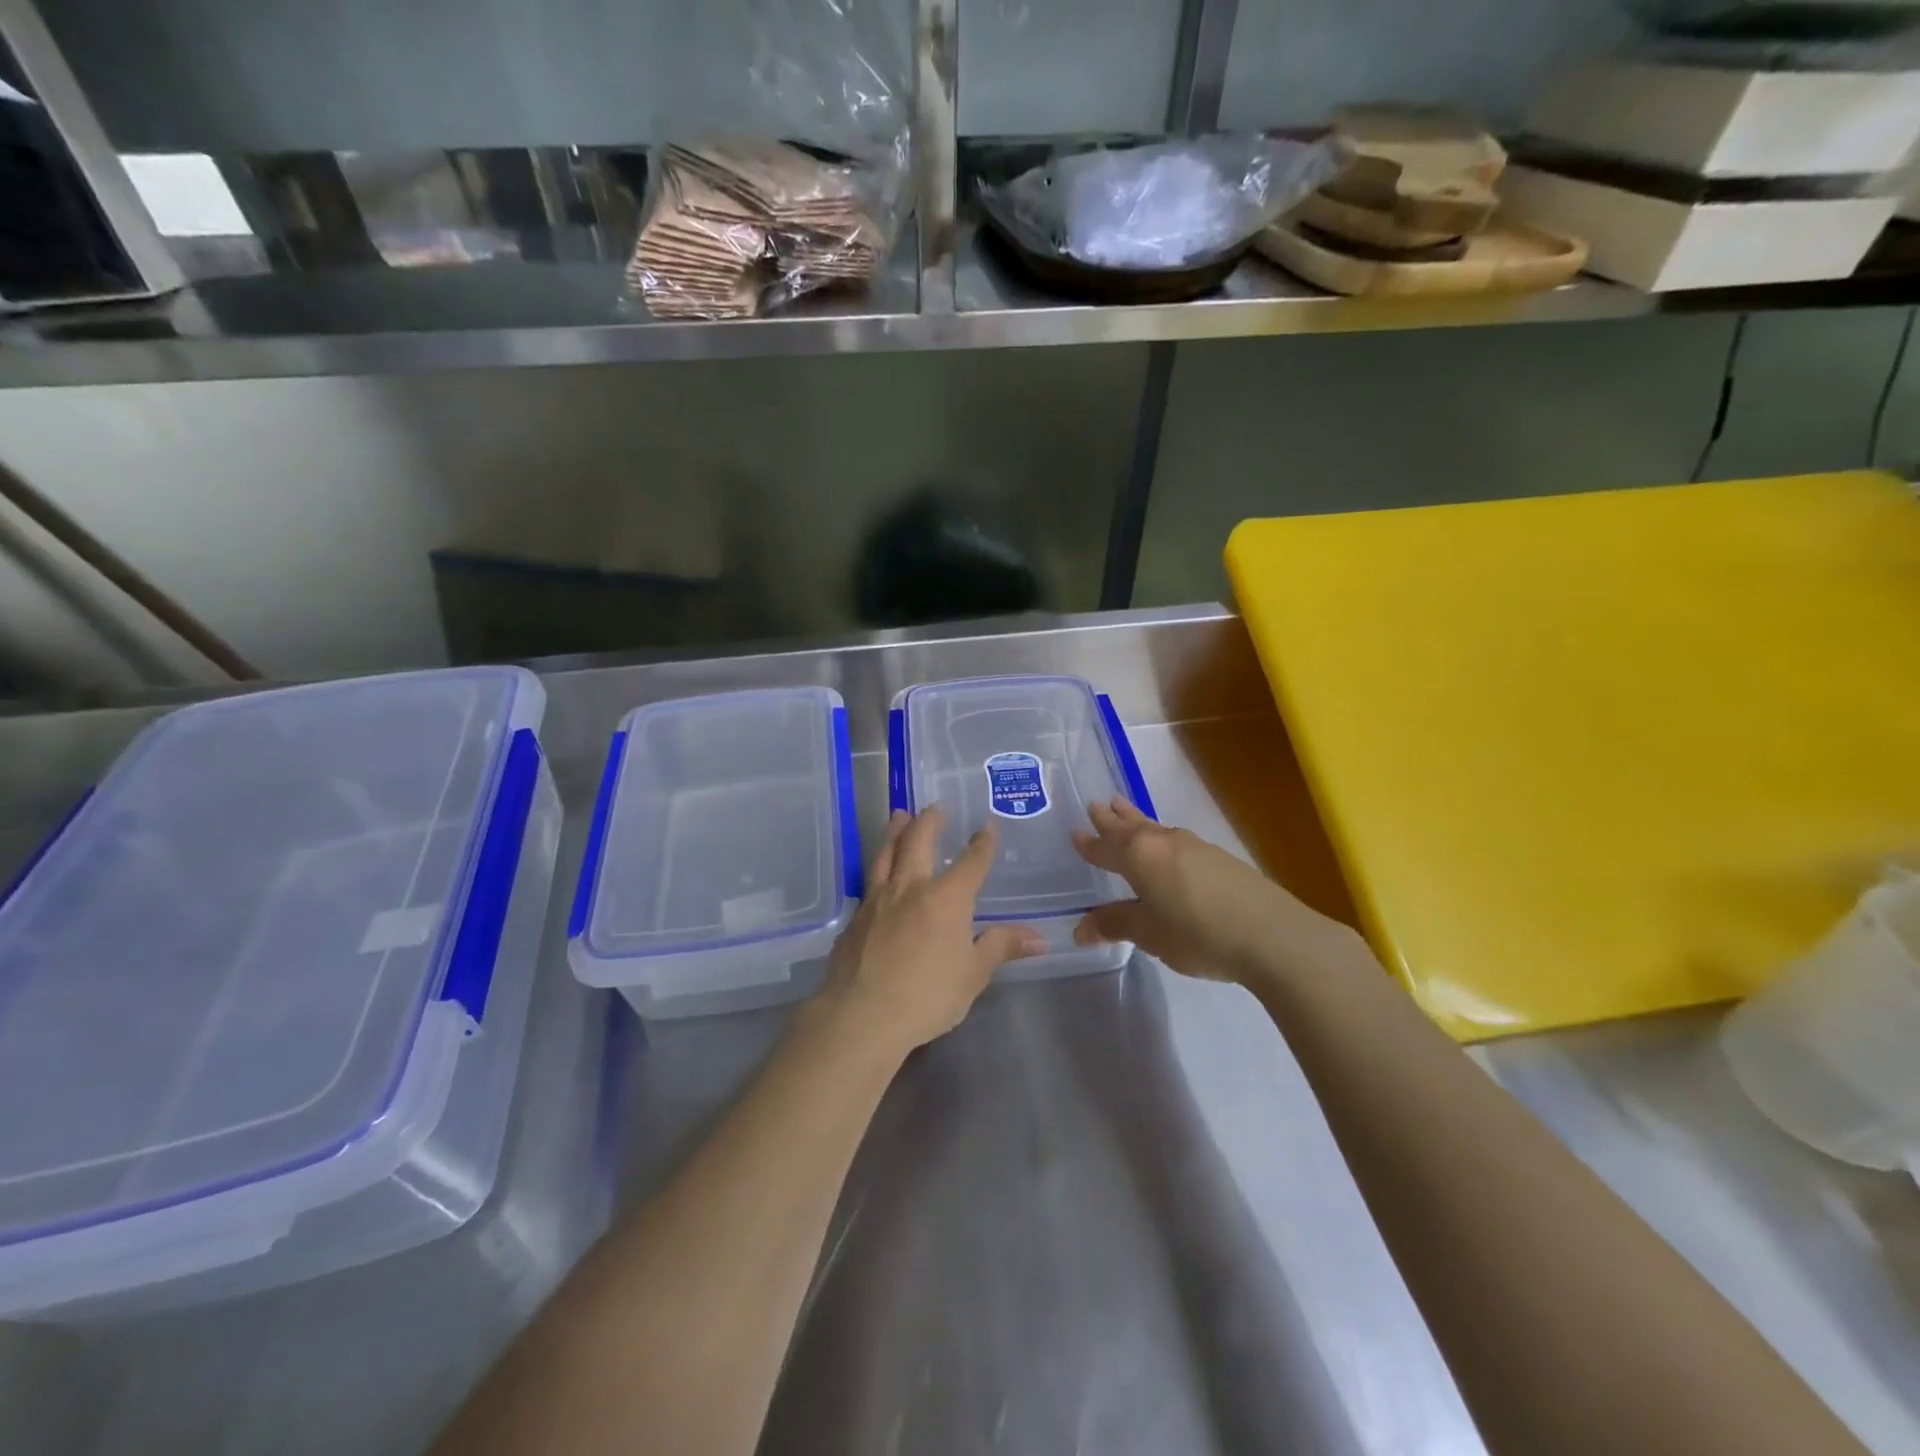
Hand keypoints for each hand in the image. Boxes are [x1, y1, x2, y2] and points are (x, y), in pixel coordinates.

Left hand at [814, 807, 1044, 1054]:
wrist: (862, 1015)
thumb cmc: (928, 995)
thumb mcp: (973, 974)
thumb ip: (1001, 948)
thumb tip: (1038, 939)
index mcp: (946, 897)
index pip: (971, 862)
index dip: (982, 843)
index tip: (986, 826)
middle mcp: (911, 887)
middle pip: (919, 841)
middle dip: (930, 821)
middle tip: (935, 806)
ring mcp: (878, 900)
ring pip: (886, 854)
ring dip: (895, 832)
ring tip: (898, 816)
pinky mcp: (855, 918)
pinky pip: (869, 883)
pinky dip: (877, 868)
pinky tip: (877, 874)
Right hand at [1072, 798, 1357, 986]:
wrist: (1271, 935)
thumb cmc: (1197, 933)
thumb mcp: (1149, 934)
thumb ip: (1116, 925)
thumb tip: (1081, 927)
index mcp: (1139, 856)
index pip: (1106, 847)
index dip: (1089, 843)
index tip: (1075, 831)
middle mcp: (1163, 842)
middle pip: (1131, 827)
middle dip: (1113, 819)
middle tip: (1098, 804)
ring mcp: (1194, 846)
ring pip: (1156, 828)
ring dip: (1137, 821)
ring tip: (1126, 812)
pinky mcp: (1219, 858)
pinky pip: (1176, 839)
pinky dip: (1160, 837)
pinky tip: (1167, 846)